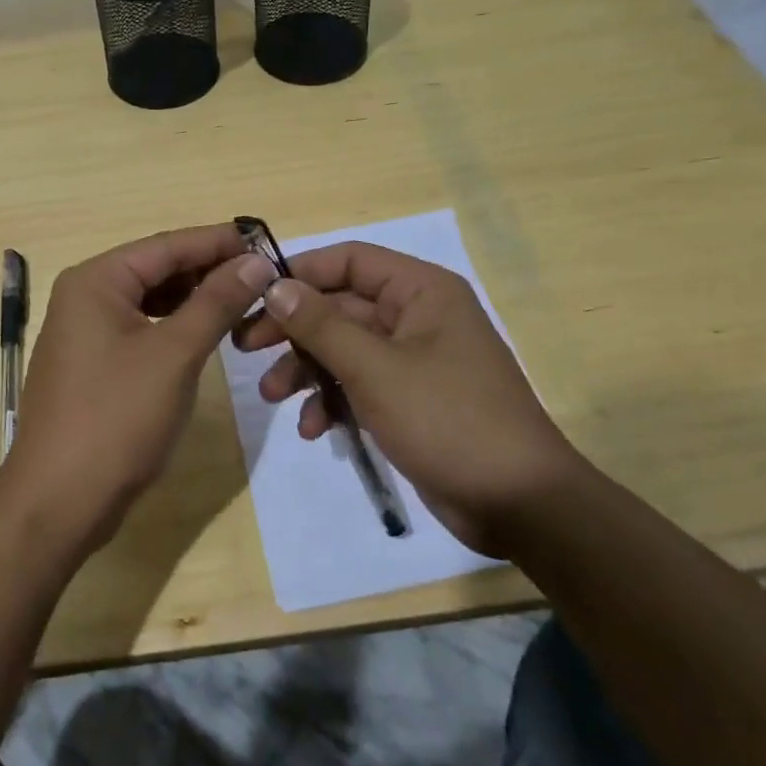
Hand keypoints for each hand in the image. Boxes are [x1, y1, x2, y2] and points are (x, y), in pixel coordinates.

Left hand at [0, 223, 276, 556]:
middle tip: (264, 276)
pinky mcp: (93, 363)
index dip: (219, 242)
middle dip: (209, 270)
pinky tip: (207, 333)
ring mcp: (85, 331)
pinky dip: (175, 326)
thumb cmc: (116, 418)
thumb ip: (216, 302)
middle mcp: (85, 295)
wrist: (59, 501)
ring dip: (195, 299)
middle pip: (157, 269)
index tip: (268, 241)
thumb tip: (256, 262)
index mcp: (96, 280)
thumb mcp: (175, 354)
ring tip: (245, 301)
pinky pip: (141, 328)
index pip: (167, 245)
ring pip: (151, 300)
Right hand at [232, 242, 584, 556]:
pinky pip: (360, 384)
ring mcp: (414, 359)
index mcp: (421, 291)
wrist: (519, 505)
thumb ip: (321, 324)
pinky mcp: (410, 398)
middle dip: (294, 330)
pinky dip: (333, 400)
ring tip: (271, 396)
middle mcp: (417, 316)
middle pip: (340, 306)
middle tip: (247, 348)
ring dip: (306, 369)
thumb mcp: (375, 368)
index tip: (255, 296)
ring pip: (344, 348)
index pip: (349, 260)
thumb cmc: (448, 419)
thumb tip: (275, 286)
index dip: (301, 273)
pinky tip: (315, 429)